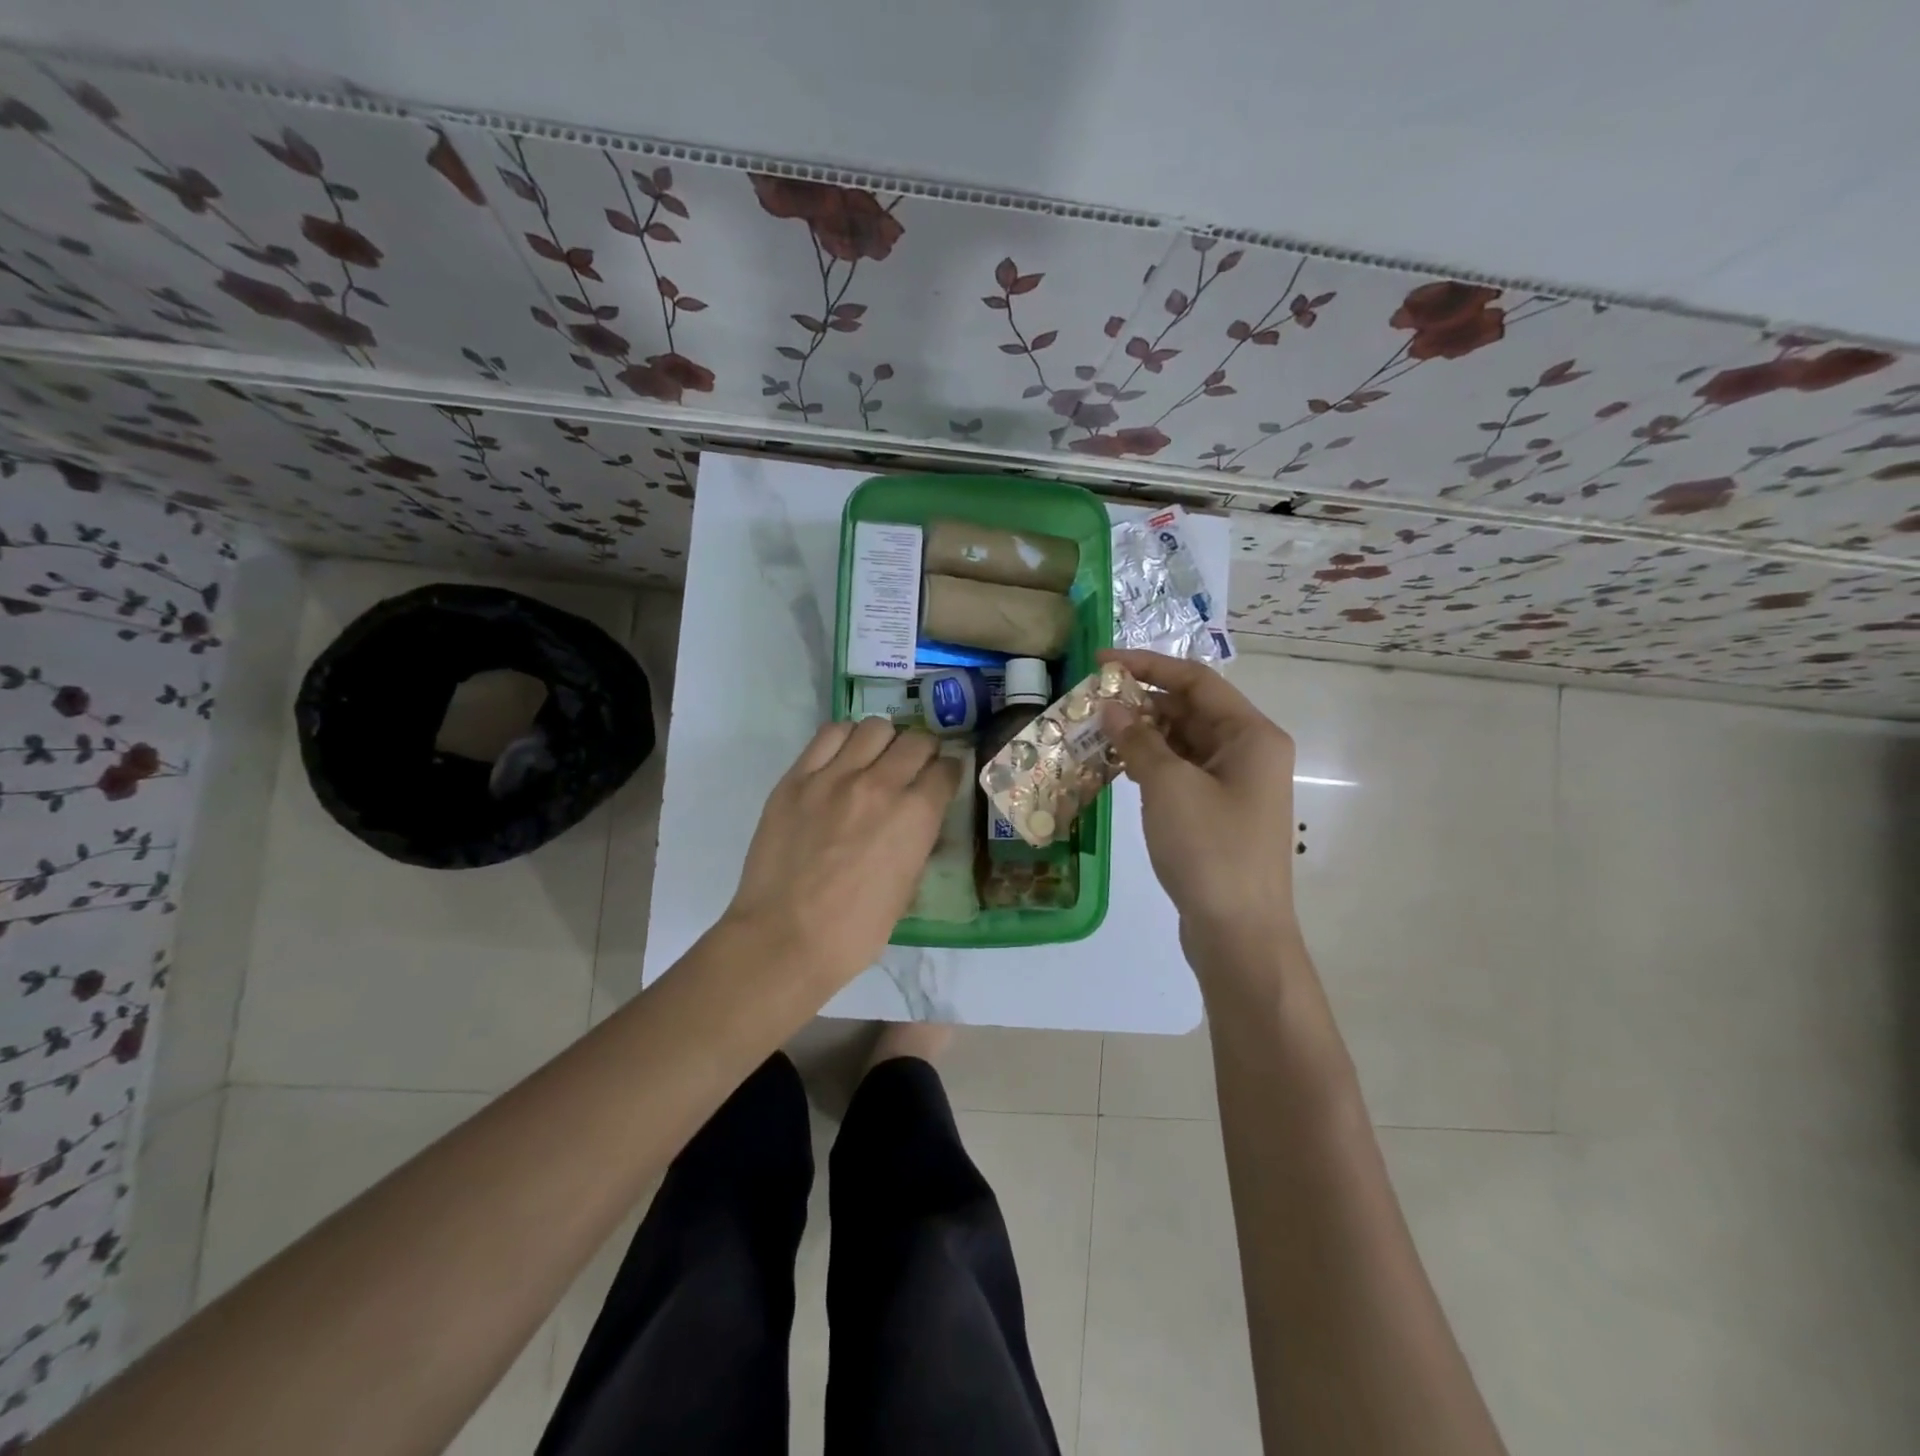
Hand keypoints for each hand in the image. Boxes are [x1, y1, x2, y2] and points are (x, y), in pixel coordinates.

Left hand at [725, 717, 961, 987]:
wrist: (785, 939)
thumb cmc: (855, 930)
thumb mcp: (907, 889)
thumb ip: (918, 843)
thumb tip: (920, 821)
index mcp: (916, 816)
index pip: (946, 769)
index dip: (948, 772)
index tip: (942, 779)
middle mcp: (880, 784)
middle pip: (916, 740)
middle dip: (923, 751)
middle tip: (913, 767)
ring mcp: (834, 777)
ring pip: (874, 727)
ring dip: (884, 741)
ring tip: (875, 759)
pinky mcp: (797, 778)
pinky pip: (828, 735)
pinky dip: (845, 740)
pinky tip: (842, 759)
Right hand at [1099, 649, 1299, 963]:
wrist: (1239, 933)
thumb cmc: (1210, 850)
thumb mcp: (1169, 787)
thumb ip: (1138, 740)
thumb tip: (1111, 708)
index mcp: (1250, 735)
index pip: (1196, 680)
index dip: (1147, 665)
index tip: (1101, 662)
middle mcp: (1248, 752)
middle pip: (1190, 709)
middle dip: (1141, 702)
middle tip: (1091, 703)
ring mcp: (1235, 785)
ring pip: (1183, 742)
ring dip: (1142, 735)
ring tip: (1095, 734)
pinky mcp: (1219, 813)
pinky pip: (1182, 772)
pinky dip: (1151, 764)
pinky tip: (1117, 767)